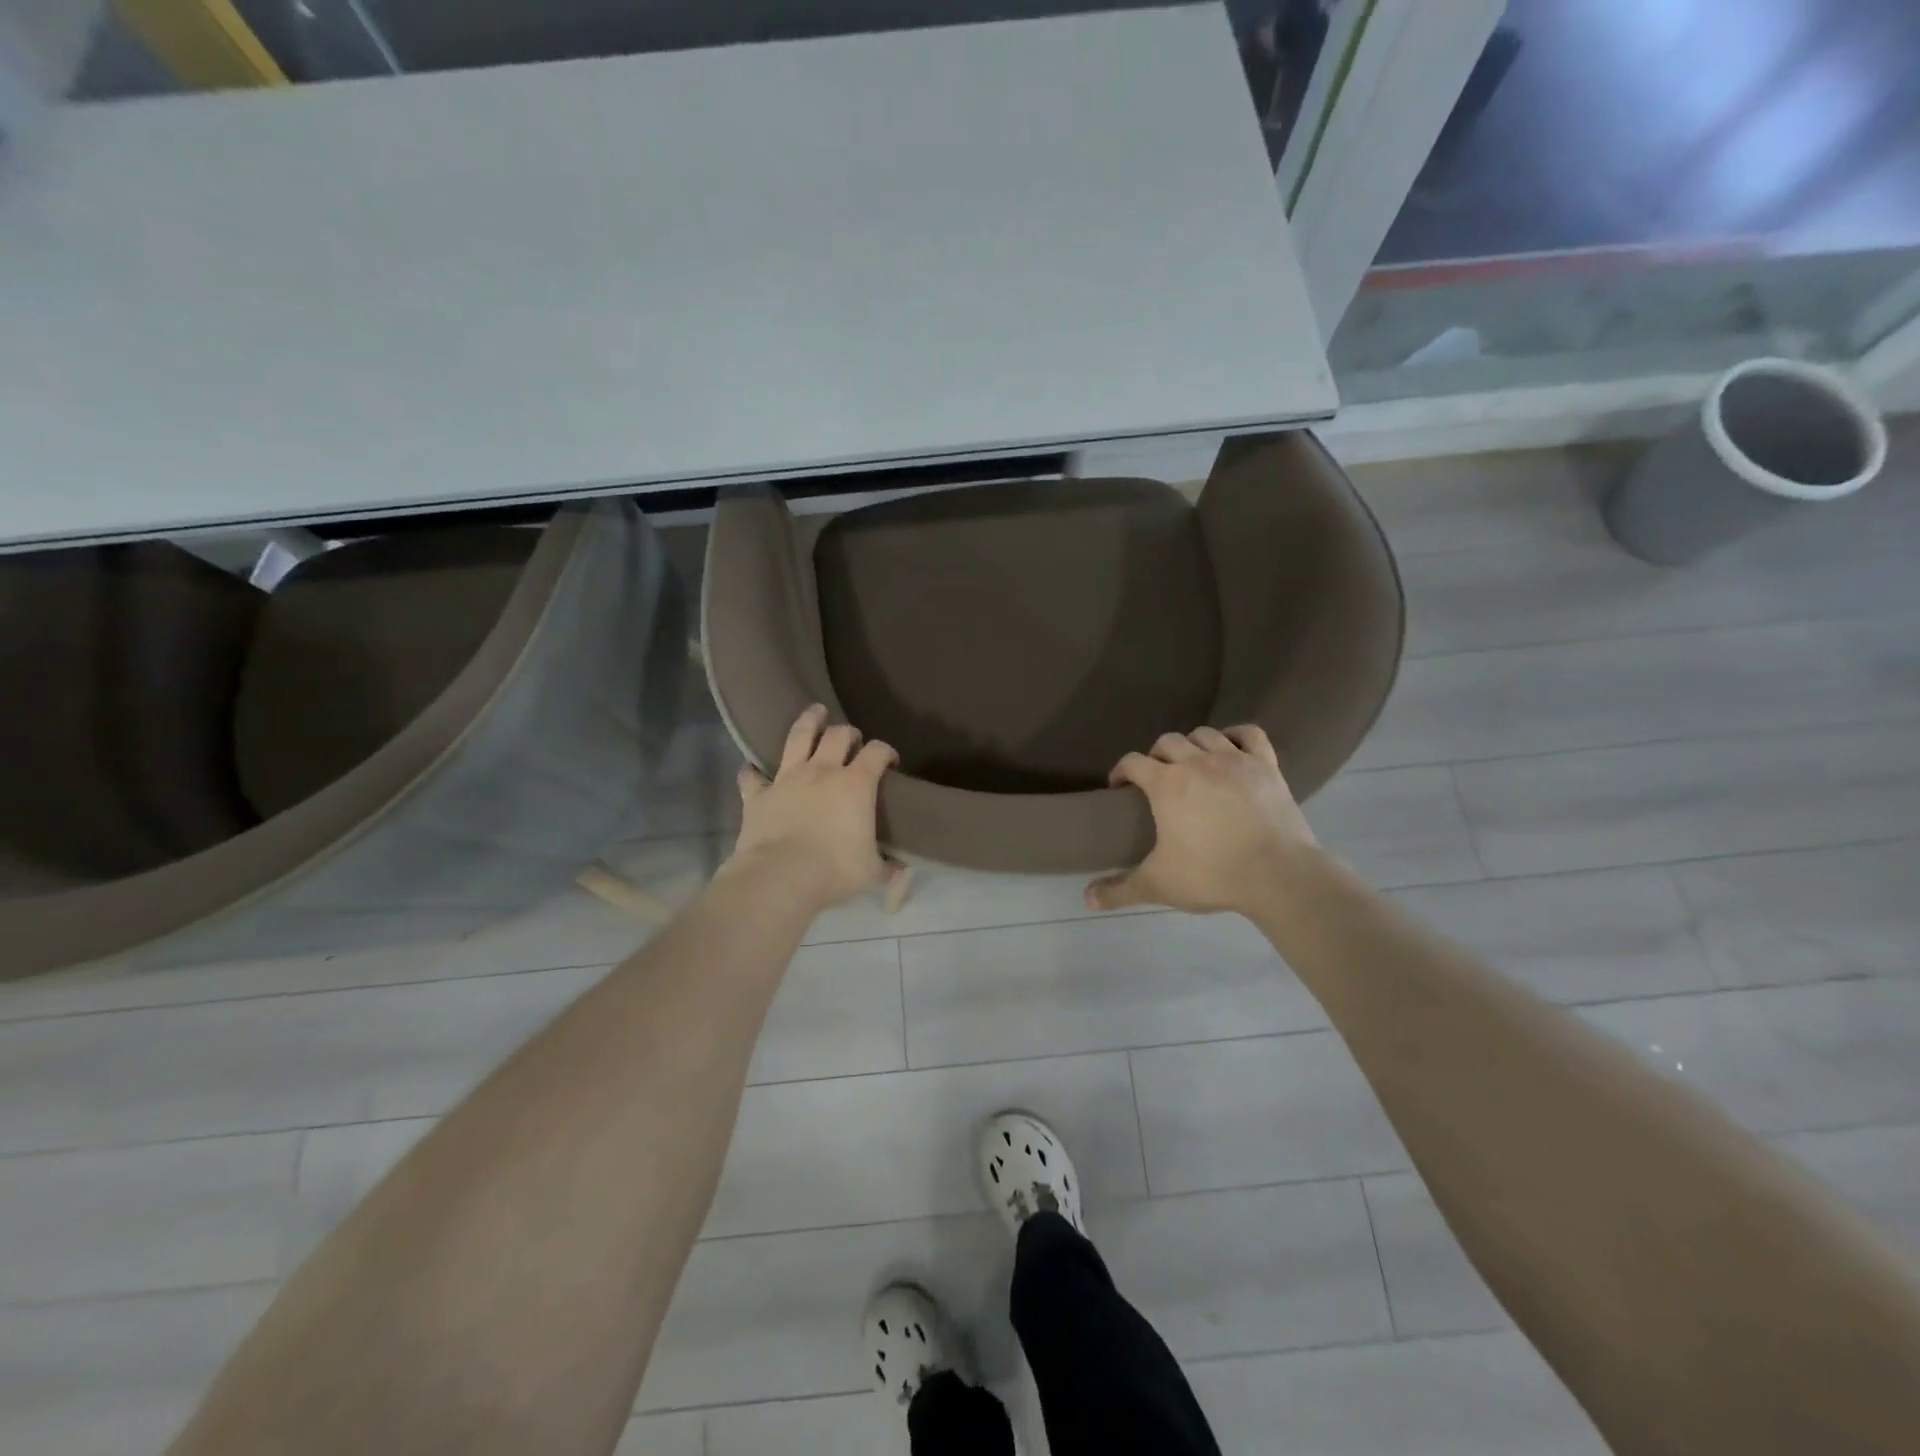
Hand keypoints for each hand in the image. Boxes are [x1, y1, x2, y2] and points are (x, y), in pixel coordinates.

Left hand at [726, 704, 899, 910]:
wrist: (781, 877)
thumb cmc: (834, 870)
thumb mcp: (870, 872)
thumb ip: (887, 867)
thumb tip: (903, 871)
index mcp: (856, 784)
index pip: (877, 752)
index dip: (886, 751)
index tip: (890, 761)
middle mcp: (823, 771)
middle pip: (838, 735)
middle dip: (849, 733)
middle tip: (852, 739)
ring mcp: (787, 778)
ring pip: (798, 736)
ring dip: (808, 721)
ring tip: (815, 712)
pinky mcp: (758, 794)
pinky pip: (751, 777)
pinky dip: (752, 772)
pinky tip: (752, 770)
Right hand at [1087, 725, 1319, 914]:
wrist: (1278, 875)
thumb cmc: (1212, 874)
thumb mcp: (1158, 885)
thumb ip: (1120, 890)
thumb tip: (1087, 899)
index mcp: (1165, 783)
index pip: (1132, 762)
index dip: (1121, 771)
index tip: (1119, 788)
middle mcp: (1196, 761)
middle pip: (1167, 741)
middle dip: (1156, 756)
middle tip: (1157, 781)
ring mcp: (1234, 760)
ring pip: (1204, 734)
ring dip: (1192, 744)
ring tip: (1192, 765)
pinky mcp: (1266, 766)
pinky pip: (1249, 735)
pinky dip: (1236, 735)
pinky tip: (1230, 747)